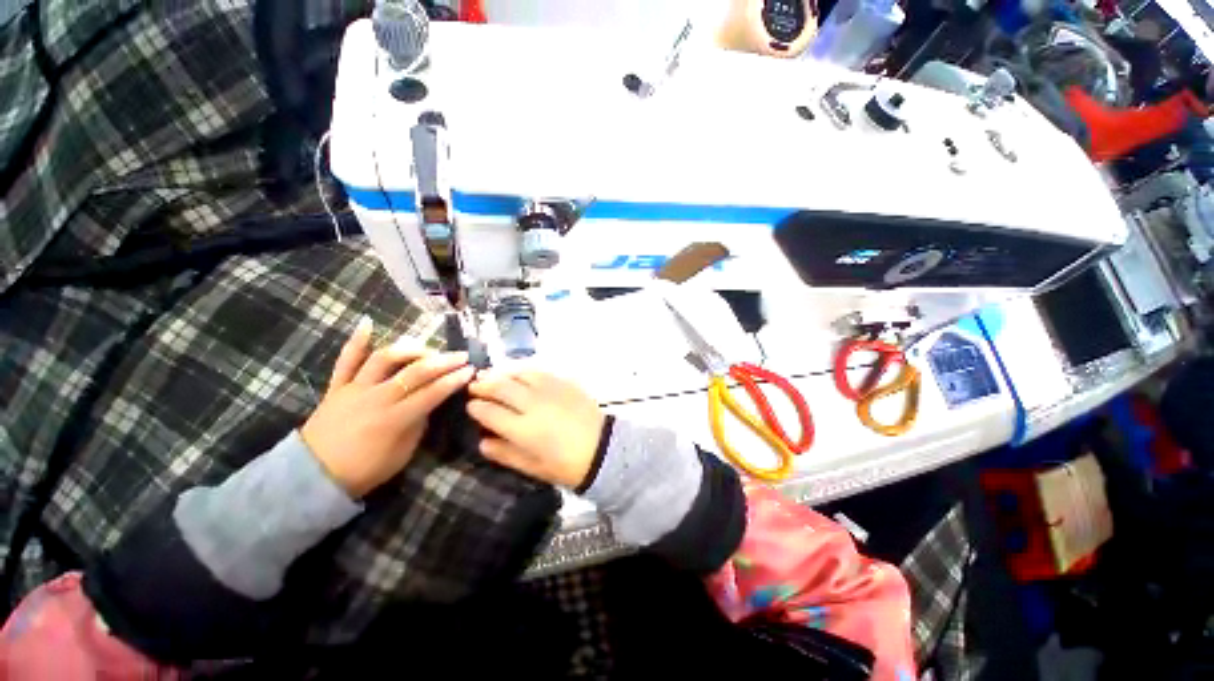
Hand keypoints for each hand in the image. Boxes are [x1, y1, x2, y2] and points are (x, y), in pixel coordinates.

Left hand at [300, 319, 474, 496]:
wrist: (314, 476)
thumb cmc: (365, 470)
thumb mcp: (403, 453)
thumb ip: (418, 424)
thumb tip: (430, 402)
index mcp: (395, 419)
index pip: (433, 393)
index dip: (454, 380)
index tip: (470, 370)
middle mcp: (376, 398)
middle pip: (415, 372)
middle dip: (443, 362)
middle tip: (461, 356)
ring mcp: (355, 389)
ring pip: (384, 359)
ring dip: (410, 349)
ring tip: (427, 348)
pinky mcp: (337, 387)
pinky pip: (345, 360)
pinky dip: (356, 341)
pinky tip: (368, 322)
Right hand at [467, 371, 604, 487]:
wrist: (602, 449)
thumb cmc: (566, 465)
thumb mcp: (533, 467)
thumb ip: (505, 454)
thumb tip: (482, 441)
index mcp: (523, 429)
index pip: (490, 412)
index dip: (476, 407)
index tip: (470, 405)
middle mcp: (533, 404)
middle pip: (501, 387)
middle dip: (483, 384)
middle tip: (475, 385)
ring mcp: (550, 390)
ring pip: (520, 374)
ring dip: (503, 373)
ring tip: (494, 375)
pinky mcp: (565, 383)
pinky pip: (540, 371)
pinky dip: (524, 371)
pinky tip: (520, 374)